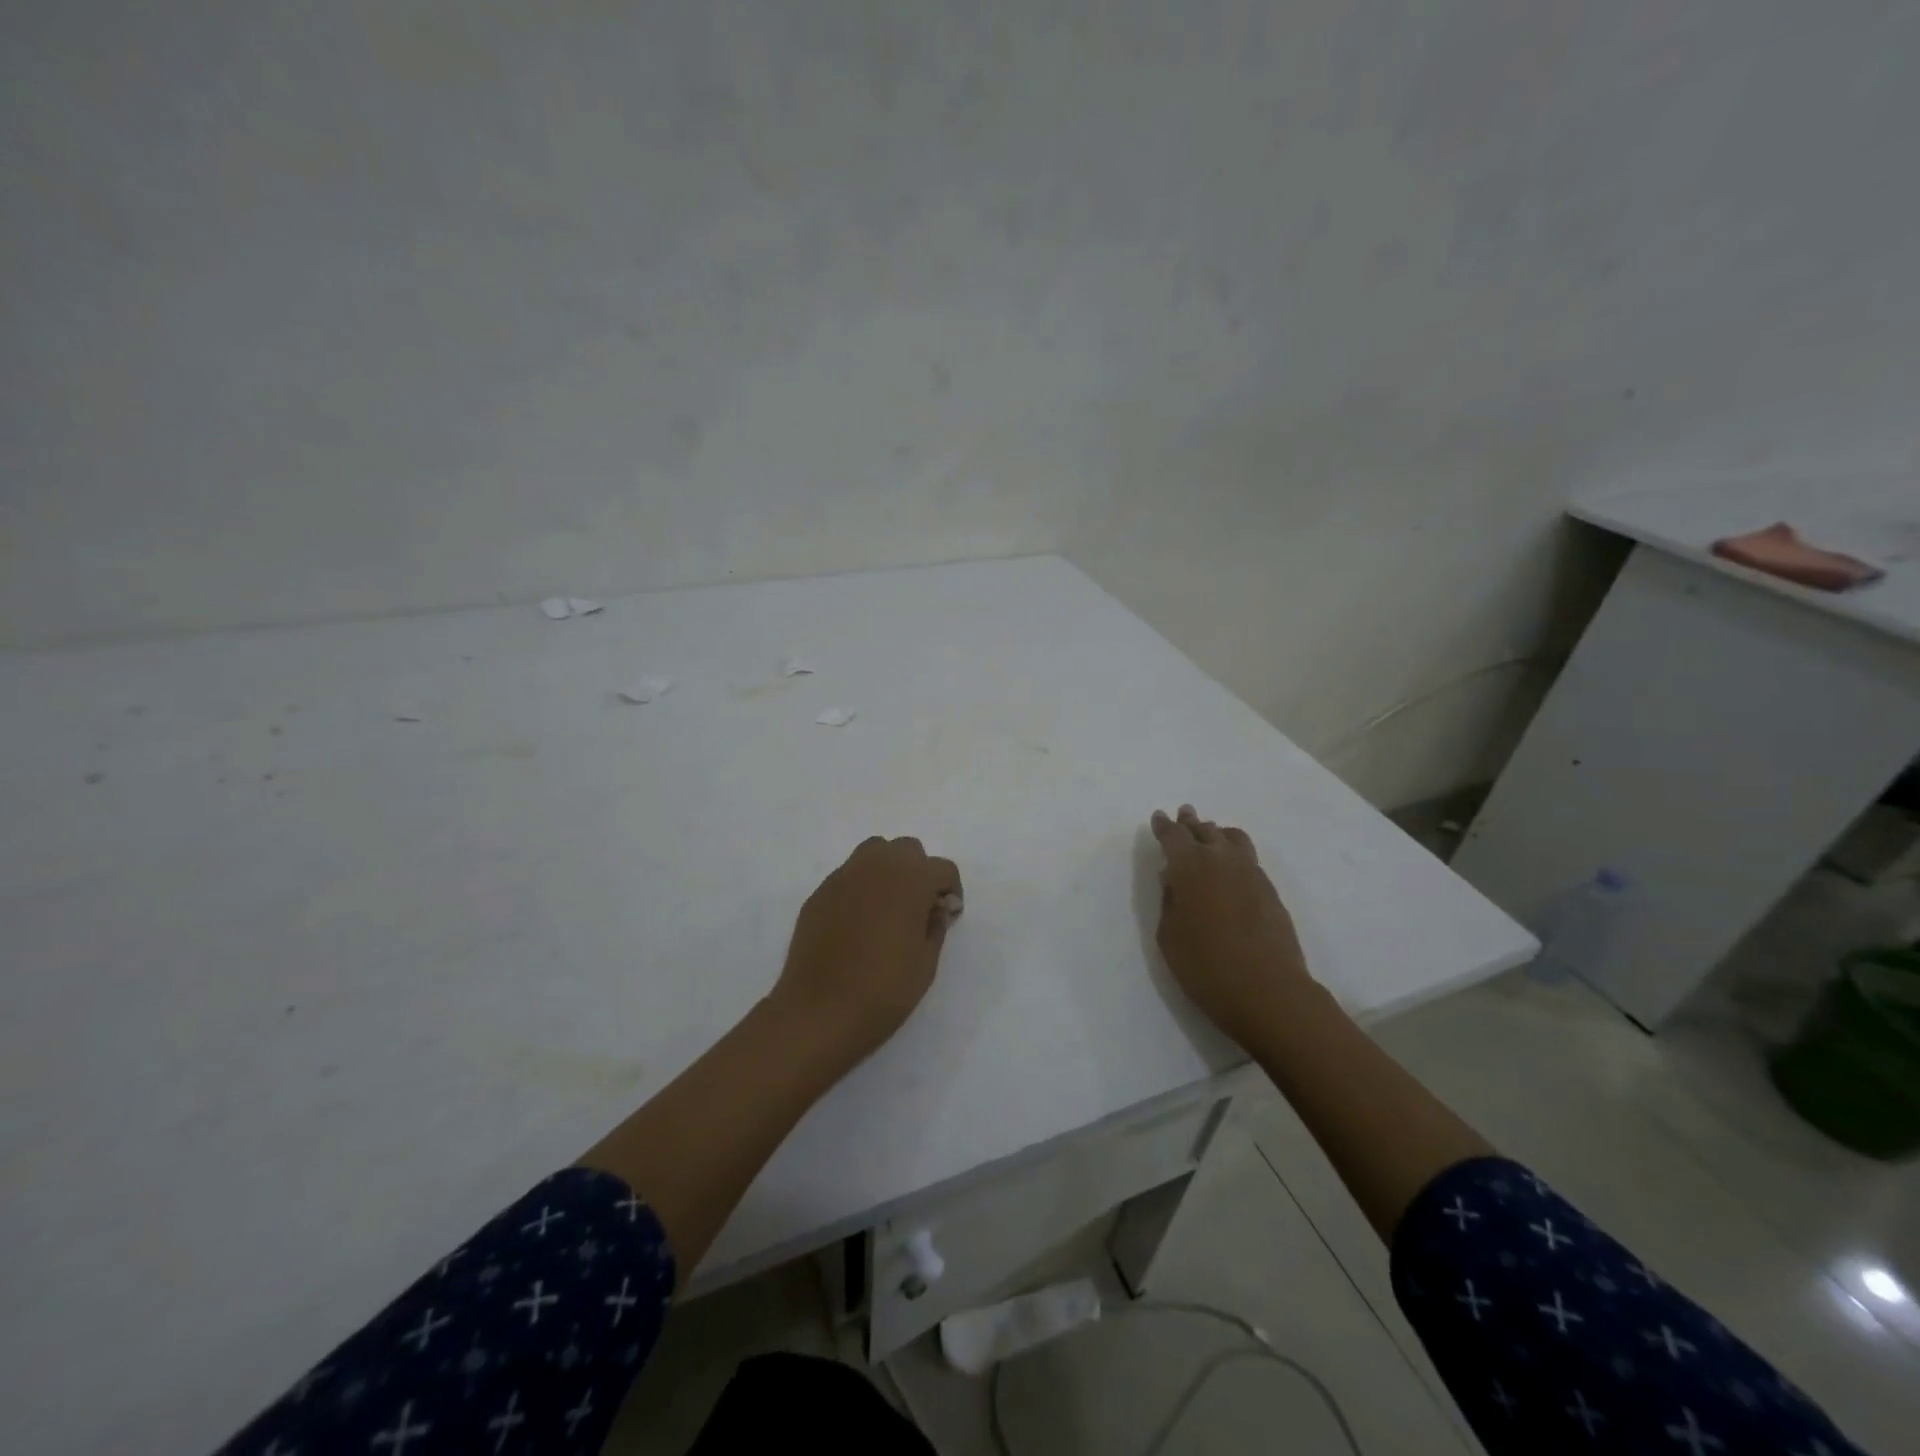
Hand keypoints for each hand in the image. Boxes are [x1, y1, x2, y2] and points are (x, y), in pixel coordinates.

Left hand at [771, 836, 963, 1064]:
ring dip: (887, 870)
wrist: (819, 1011)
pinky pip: (848, 876)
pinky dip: (860, 887)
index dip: (951, 891)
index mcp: (911, 879)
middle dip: (918, 872)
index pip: (943, 868)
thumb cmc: (884, 989)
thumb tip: (935, 907)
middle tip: (918, 908)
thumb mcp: (926, 963)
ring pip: (874, 852)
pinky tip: (857, 922)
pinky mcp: (819, 893)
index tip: (947, 916)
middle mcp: (877, 866)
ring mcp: (843, 876)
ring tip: (887, 907)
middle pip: (907, 849)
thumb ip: (936, 925)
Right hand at [1150, 805, 1312, 1046]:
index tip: (1159, 817)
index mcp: (1189, 867)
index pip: (1173, 835)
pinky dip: (1235, 852)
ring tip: (1211, 834)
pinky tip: (1232, 865)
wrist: (1268, 991)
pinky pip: (1248, 858)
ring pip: (1232, 838)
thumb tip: (1174, 880)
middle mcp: (1221, 860)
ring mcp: (1251, 872)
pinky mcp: (1270, 890)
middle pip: (1204, 831)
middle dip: (1191, 823)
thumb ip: (1170, 901)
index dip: (1164, 826)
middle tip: (1184, 814)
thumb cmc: (1206, 966)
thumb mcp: (1169, 936)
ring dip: (1217, 833)